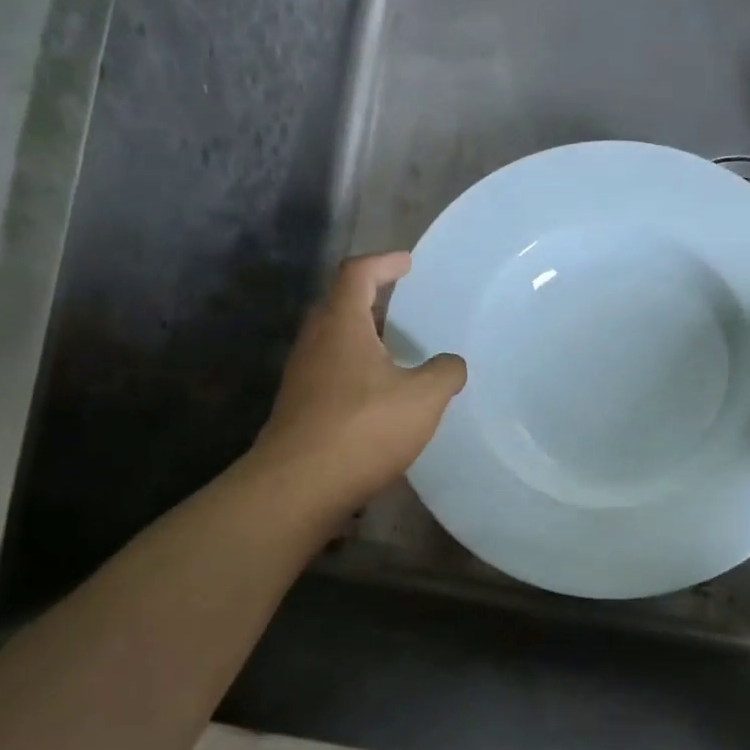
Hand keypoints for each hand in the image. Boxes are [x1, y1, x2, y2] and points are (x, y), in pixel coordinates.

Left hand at [252, 253, 466, 516]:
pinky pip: (331, 373)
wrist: (298, 487)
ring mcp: (302, 377)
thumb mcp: (422, 398)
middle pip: (339, 304)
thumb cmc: (362, 428)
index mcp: (341, 325)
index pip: (357, 273)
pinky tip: (380, 396)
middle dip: (370, 298)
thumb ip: (445, 373)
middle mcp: (315, 342)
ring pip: (333, 341)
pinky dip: (356, 370)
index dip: (383, 262)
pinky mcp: (300, 408)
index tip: (407, 263)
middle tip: (401, 304)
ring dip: (363, 338)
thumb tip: (451, 364)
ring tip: (397, 351)